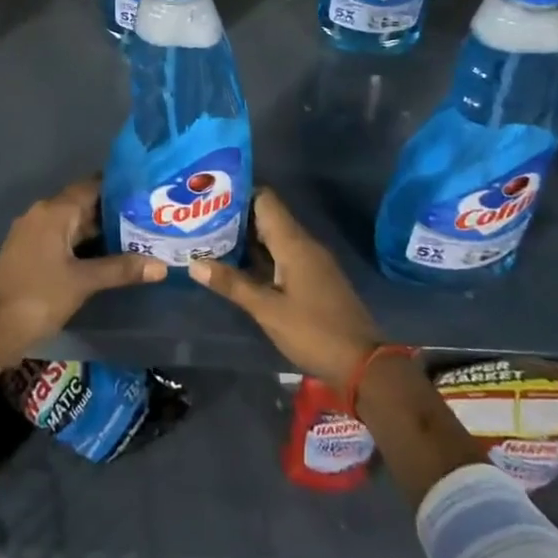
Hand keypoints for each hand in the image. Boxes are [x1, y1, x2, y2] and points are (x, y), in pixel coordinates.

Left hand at [0, 177, 165, 357]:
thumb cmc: (39, 297)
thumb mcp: (84, 282)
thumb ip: (122, 269)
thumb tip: (162, 266)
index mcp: (54, 211)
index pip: (92, 186)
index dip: (119, 188)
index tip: (147, 193)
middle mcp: (42, 214)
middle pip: (83, 204)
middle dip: (114, 212)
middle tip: (149, 218)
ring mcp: (32, 233)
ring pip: (73, 223)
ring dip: (99, 230)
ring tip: (136, 237)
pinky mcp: (29, 252)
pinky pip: (62, 238)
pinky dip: (83, 244)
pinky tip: (106, 257)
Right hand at [190, 190, 383, 391]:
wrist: (363, 363)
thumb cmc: (314, 331)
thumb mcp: (268, 310)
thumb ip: (232, 284)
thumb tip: (194, 263)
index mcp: (294, 243)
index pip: (265, 200)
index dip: (238, 194)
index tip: (209, 196)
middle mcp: (303, 244)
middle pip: (267, 217)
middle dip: (235, 218)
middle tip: (200, 220)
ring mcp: (310, 261)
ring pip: (273, 238)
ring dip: (245, 239)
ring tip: (209, 240)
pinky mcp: (313, 278)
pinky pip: (282, 255)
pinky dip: (259, 256)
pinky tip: (237, 267)